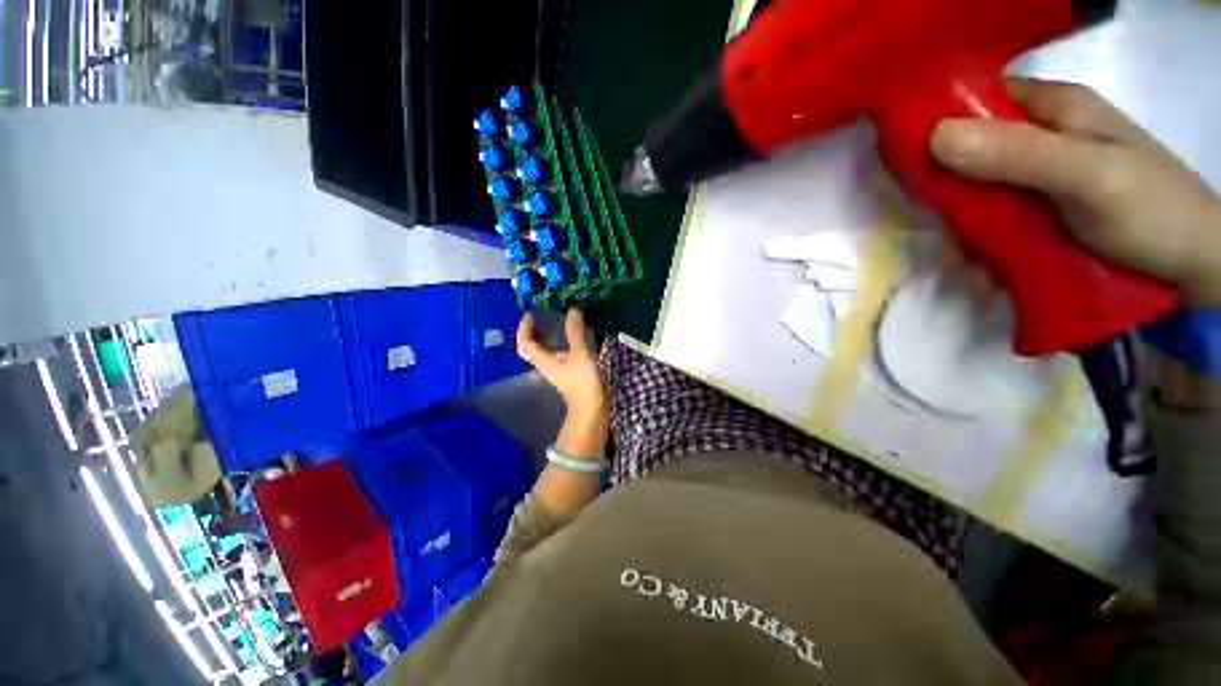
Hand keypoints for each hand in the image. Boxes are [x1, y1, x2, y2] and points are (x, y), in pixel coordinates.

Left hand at [516, 308, 606, 420]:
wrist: (591, 407)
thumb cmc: (583, 382)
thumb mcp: (580, 354)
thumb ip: (576, 331)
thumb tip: (573, 309)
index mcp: (543, 360)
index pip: (525, 343)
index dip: (524, 327)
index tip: (530, 313)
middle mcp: (545, 364)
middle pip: (530, 346)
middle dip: (531, 330)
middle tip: (540, 315)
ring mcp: (556, 368)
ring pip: (543, 349)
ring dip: (545, 335)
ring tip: (554, 321)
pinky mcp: (566, 371)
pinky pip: (556, 352)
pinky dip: (558, 341)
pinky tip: (570, 335)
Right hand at [930, 78, 1220, 306]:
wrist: (1196, 268)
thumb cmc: (1154, 213)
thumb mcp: (1090, 177)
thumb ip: (1019, 154)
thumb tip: (933, 138)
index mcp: (1053, 109)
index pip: (977, 101)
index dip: (937, 126)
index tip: (908, 166)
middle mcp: (1042, 137)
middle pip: (970, 151)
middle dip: (949, 190)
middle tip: (943, 225)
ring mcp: (1041, 177)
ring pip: (978, 191)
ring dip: (964, 226)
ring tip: (967, 261)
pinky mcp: (1042, 211)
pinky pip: (993, 220)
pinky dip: (981, 244)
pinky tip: (984, 267)